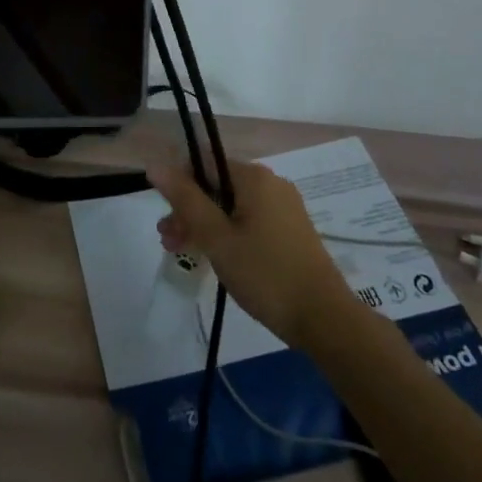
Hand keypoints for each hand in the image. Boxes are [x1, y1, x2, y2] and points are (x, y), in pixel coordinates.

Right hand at [150, 160, 354, 348]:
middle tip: (167, 241)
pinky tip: (216, 256)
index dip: (179, 183)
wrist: (326, 320)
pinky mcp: (290, 231)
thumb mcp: (218, 238)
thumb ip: (185, 200)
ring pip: (231, 206)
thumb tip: (155, 165)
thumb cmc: (266, 274)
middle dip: (189, 210)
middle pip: (217, 185)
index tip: (165, 215)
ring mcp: (283, 207)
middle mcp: (270, 183)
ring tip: (183, 252)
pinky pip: (249, 220)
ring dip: (204, 224)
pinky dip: (227, 233)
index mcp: (253, 177)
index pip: (203, 162)